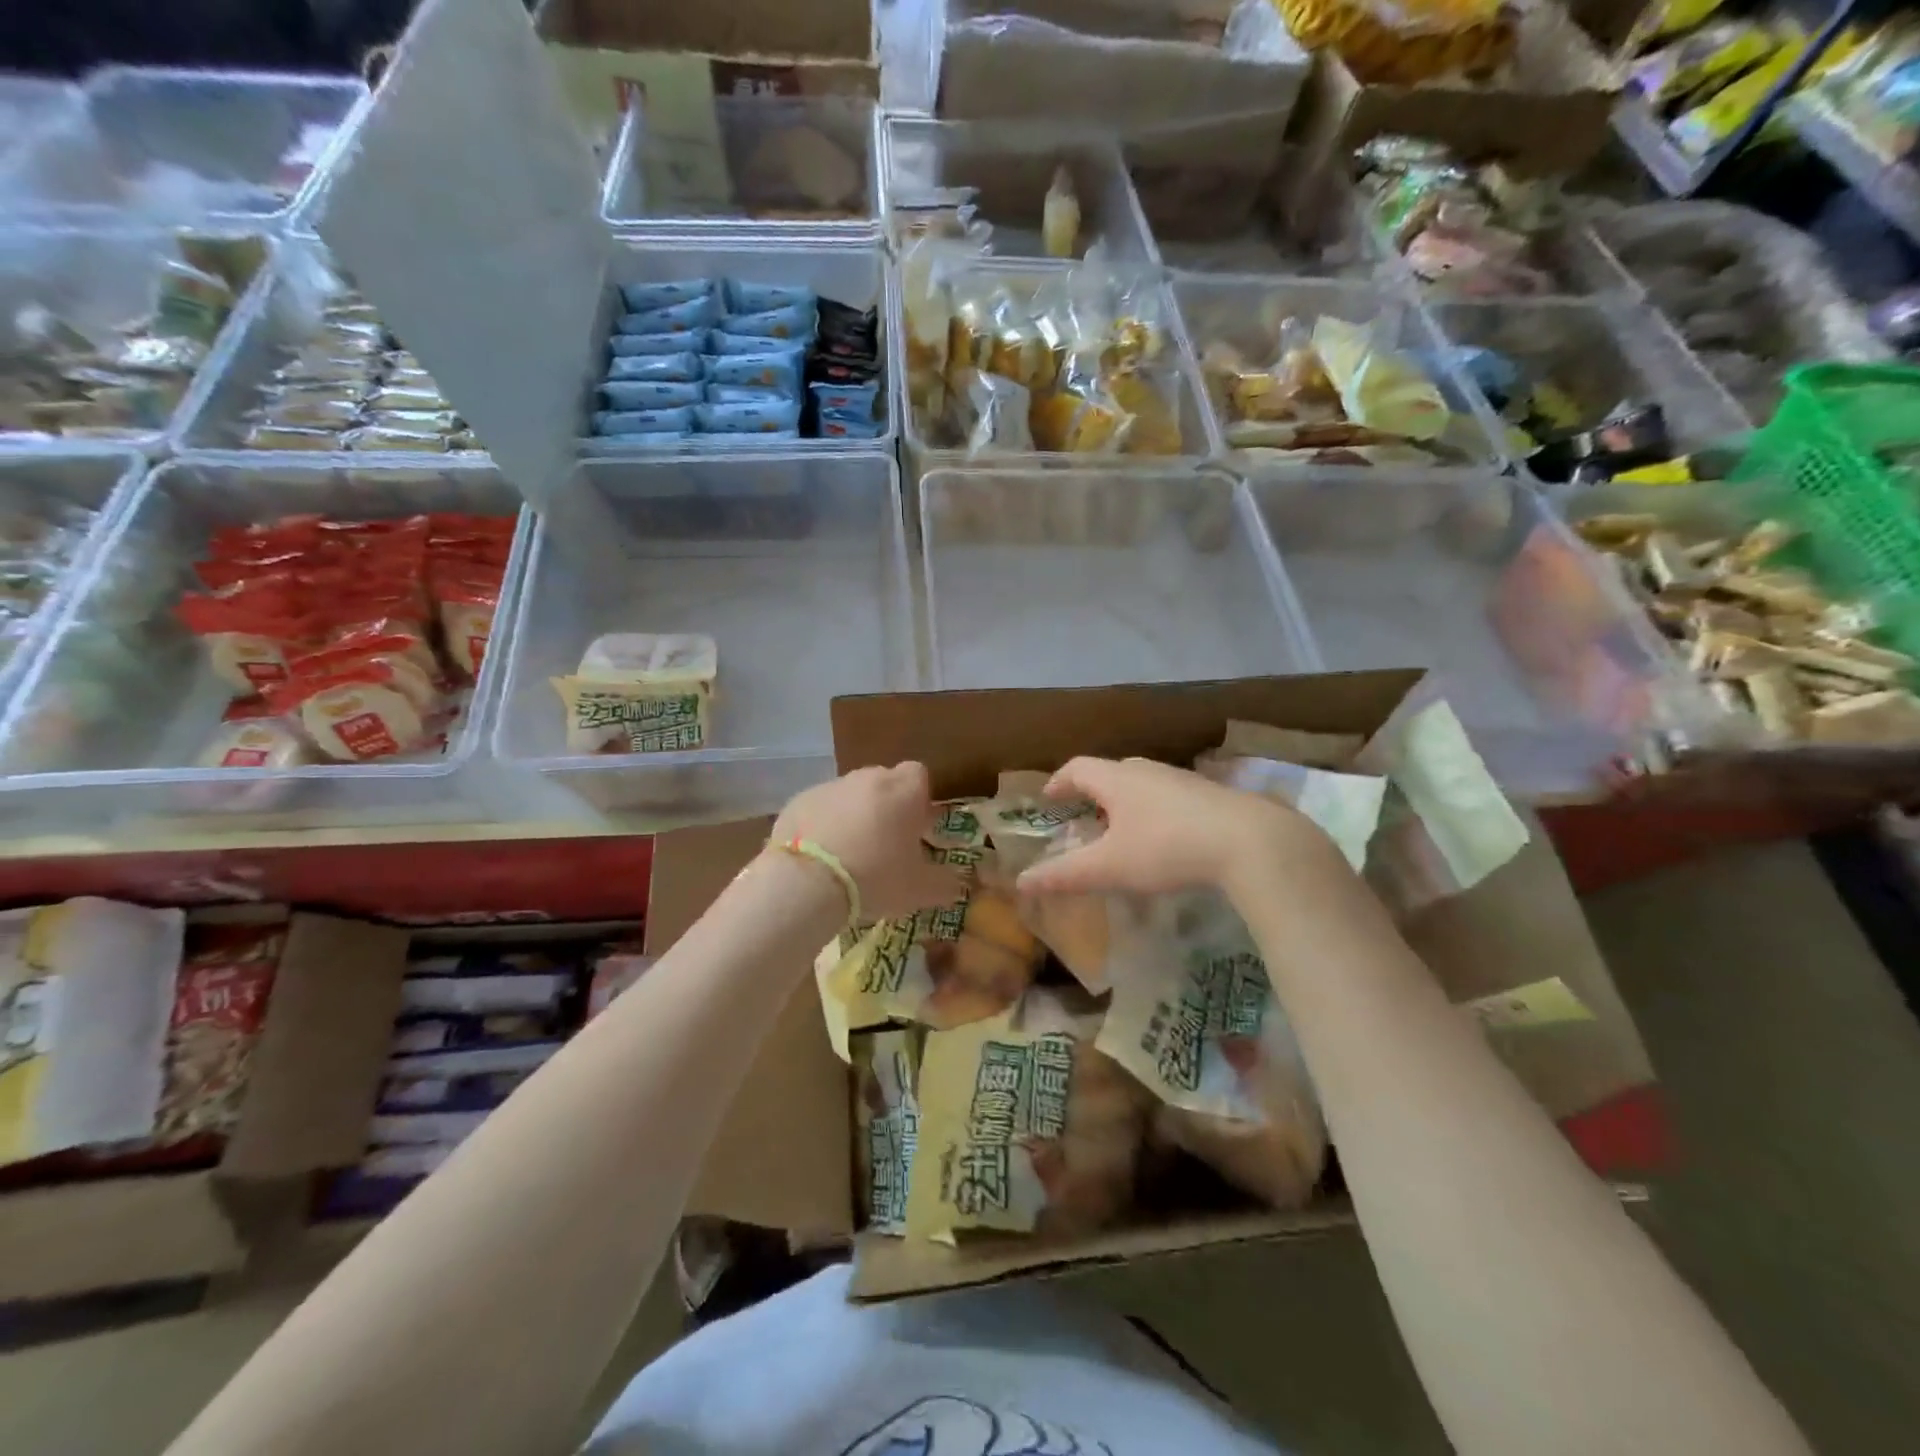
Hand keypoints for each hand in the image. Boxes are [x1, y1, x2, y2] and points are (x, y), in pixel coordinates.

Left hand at [772, 763, 963, 921]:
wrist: (807, 882)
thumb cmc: (875, 877)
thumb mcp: (920, 890)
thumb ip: (945, 883)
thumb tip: (958, 884)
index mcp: (903, 790)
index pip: (919, 775)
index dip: (920, 799)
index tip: (917, 827)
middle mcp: (868, 778)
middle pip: (884, 782)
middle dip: (887, 806)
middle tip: (885, 844)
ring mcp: (830, 786)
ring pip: (850, 795)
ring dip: (854, 815)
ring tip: (849, 855)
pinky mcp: (798, 801)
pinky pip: (819, 808)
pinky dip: (823, 825)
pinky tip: (819, 857)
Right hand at [1014, 756, 1345, 899]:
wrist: (1252, 842)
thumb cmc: (1167, 849)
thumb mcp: (1110, 867)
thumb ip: (1065, 875)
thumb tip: (1021, 882)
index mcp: (1117, 779)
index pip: (1077, 768)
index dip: (1059, 781)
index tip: (1049, 798)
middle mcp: (1148, 770)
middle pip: (1111, 771)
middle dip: (1093, 791)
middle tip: (1084, 815)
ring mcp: (1183, 780)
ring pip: (1144, 782)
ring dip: (1126, 800)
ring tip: (1122, 829)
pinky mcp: (1212, 795)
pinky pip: (1170, 796)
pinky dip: (1155, 810)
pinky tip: (1166, 838)